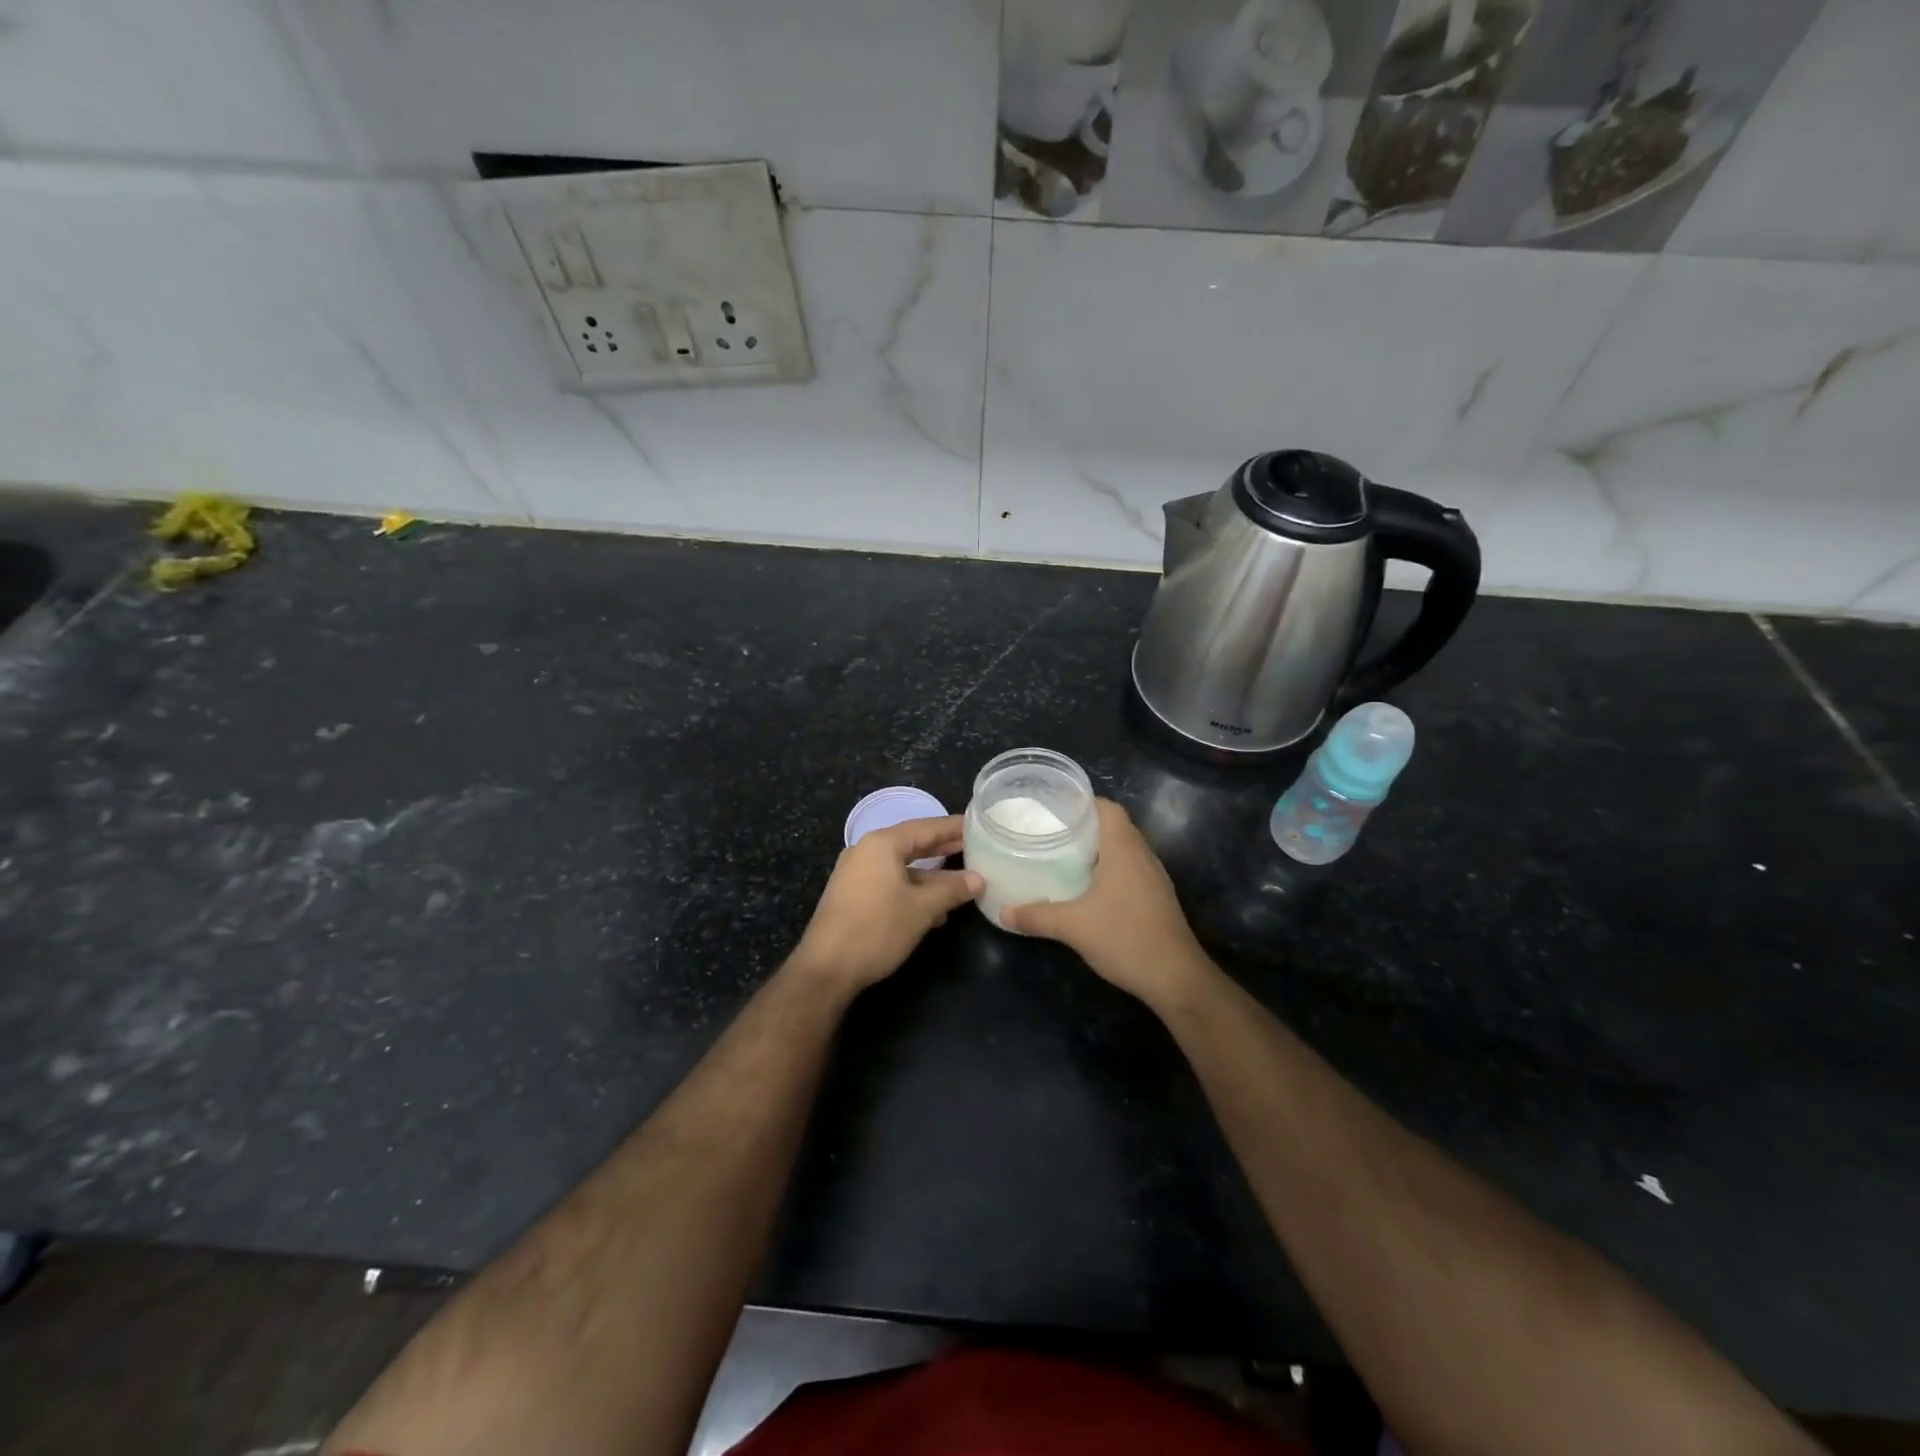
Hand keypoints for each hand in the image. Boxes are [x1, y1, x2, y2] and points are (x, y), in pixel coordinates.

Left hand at [790, 815, 982, 991]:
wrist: (826, 968)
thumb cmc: (877, 929)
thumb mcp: (922, 909)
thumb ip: (952, 889)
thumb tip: (978, 879)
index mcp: (882, 844)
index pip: (926, 827)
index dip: (953, 827)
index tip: (978, 826)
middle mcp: (866, 851)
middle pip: (912, 843)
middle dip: (943, 848)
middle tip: (974, 847)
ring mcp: (856, 873)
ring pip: (902, 866)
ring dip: (931, 875)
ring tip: (962, 881)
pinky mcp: (853, 895)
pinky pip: (890, 882)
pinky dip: (913, 889)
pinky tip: (935, 909)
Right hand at [1002, 799, 1212, 1011]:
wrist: (1176, 978)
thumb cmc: (1125, 938)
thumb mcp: (1072, 926)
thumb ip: (1036, 916)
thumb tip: (1002, 912)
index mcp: (1124, 848)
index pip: (1106, 807)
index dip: (1081, 803)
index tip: (1052, 810)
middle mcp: (1142, 854)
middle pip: (1113, 826)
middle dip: (1083, 826)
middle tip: (1049, 833)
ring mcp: (1153, 877)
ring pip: (1122, 849)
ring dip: (1096, 850)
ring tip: (1062, 856)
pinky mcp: (1156, 897)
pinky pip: (1129, 869)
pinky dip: (1108, 870)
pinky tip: (1086, 888)